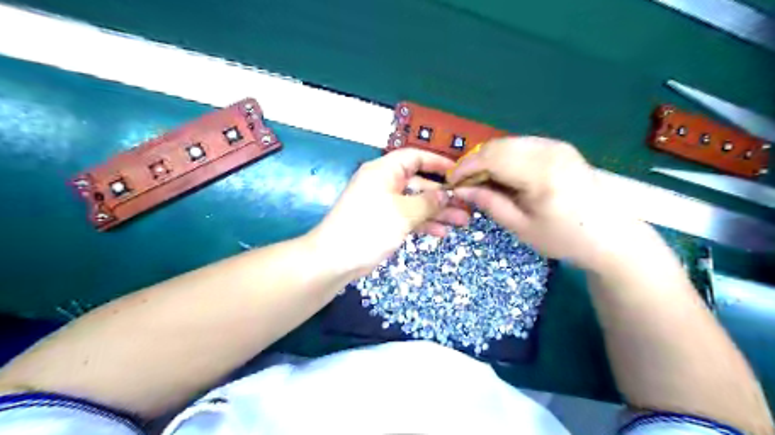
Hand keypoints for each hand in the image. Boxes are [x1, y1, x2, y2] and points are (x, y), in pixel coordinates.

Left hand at [311, 148, 468, 277]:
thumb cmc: (369, 228)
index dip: (438, 163)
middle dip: (442, 195)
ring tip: (462, 222)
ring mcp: (383, 204)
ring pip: (416, 203)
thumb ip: (428, 202)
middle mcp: (384, 183)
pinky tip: (441, 232)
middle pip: (419, 183)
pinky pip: (408, 217)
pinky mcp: (383, 222)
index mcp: (384, 171)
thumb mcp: (403, 213)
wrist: (335, 259)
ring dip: (437, 212)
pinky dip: (423, 223)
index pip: (415, 157)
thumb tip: (446, 195)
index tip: (459, 173)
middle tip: (466, 205)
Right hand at [448, 137, 642, 269]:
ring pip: (508, 143)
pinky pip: (522, 146)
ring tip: (480, 181)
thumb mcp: (521, 227)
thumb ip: (490, 203)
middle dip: (474, 162)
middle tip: (463, 184)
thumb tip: (461, 190)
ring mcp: (557, 146)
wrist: (611, 236)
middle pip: (498, 146)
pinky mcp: (560, 148)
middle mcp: (549, 150)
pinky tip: (501, 175)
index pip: (491, 158)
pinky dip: (505, 157)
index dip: (465, 168)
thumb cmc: (565, 238)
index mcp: (541, 172)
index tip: (451, 182)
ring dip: (488, 159)